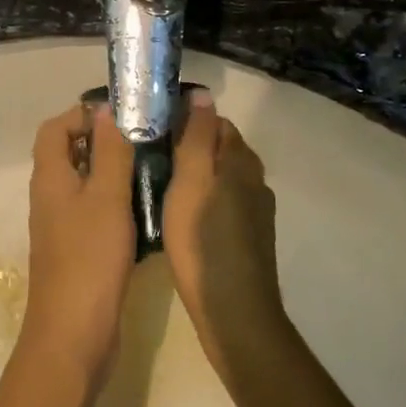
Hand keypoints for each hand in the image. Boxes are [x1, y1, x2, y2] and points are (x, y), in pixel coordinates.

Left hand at [21, 102, 135, 384]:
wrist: (74, 335)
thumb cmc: (89, 259)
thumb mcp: (106, 198)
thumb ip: (108, 152)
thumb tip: (105, 110)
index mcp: (50, 178)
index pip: (55, 129)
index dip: (82, 114)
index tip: (121, 115)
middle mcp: (50, 197)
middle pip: (69, 153)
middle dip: (103, 140)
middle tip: (144, 138)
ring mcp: (62, 225)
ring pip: (85, 183)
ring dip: (112, 170)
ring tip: (152, 165)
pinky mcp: (78, 250)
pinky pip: (94, 211)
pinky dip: (116, 201)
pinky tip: (146, 207)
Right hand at [161, 91, 285, 380]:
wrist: (234, 313)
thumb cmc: (204, 242)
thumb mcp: (192, 182)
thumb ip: (197, 137)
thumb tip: (202, 93)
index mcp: (242, 162)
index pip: (216, 121)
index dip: (186, 119)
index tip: (153, 128)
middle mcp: (255, 181)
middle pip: (220, 149)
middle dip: (189, 146)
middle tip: (149, 156)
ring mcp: (256, 212)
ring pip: (221, 179)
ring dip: (196, 176)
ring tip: (159, 185)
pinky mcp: (249, 239)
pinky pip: (223, 205)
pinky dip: (203, 202)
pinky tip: (180, 218)